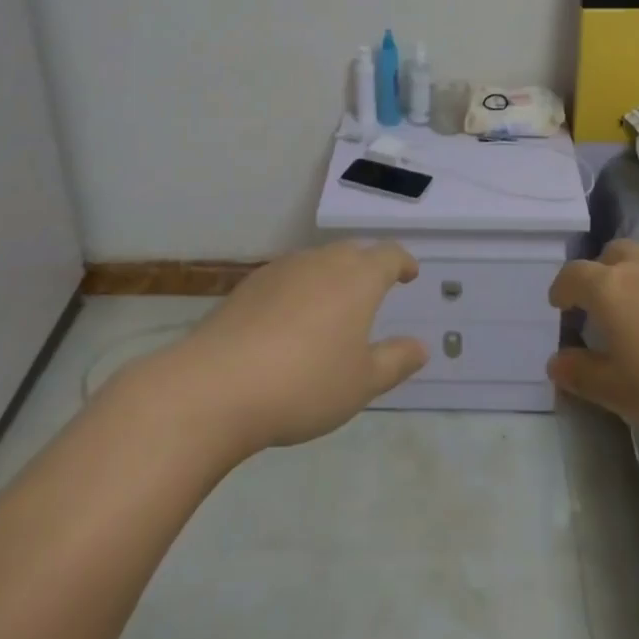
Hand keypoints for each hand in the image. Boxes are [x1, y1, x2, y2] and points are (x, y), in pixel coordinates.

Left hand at [166, 239, 427, 455]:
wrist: (218, 385)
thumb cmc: (305, 384)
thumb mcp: (361, 383)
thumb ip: (395, 360)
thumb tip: (421, 346)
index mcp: (358, 277)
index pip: (389, 255)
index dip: (403, 262)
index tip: (409, 273)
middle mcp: (322, 261)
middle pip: (352, 253)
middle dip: (367, 267)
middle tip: (374, 291)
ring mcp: (282, 270)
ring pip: (317, 263)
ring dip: (331, 278)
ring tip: (332, 310)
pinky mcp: (249, 286)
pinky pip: (287, 279)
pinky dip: (299, 292)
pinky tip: (290, 324)